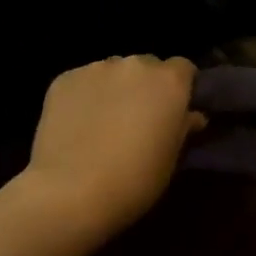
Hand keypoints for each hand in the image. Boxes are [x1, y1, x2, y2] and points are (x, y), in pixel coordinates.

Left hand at [20, 56, 203, 236]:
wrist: (71, 191)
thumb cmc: (134, 180)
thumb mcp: (171, 159)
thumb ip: (183, 128)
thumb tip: (191, 115)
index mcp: (168, 81)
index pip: (183, 68)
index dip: (180, 87)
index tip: (173, 109)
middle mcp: (134, 65)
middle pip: (146, 66)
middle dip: (145, 86)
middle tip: (138, 117)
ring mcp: (95, 68)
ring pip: (112, 72)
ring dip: (114, 88)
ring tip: (103, 121)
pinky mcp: (64, 79)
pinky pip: (82, 82)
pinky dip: (84, 96)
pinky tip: (77, 124)